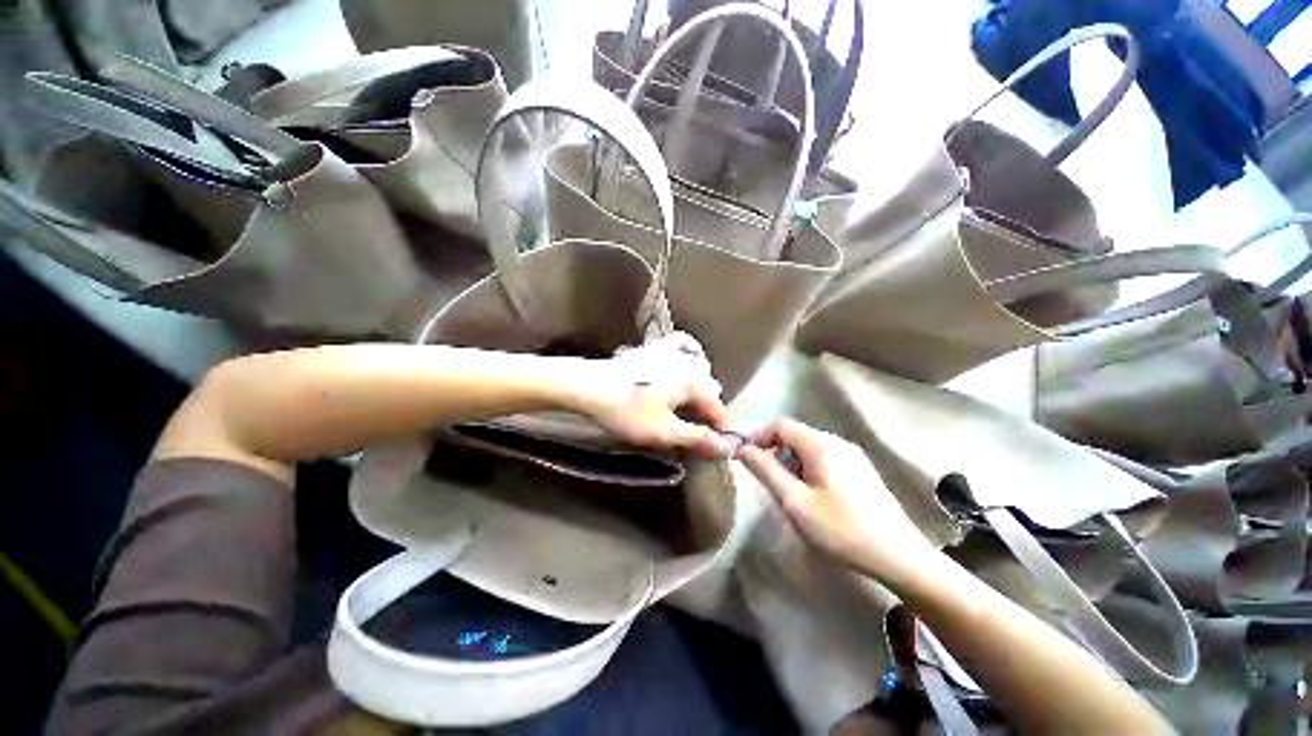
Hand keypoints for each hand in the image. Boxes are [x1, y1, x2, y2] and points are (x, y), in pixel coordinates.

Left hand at [571, 332, 730, 456]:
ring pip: (700, 366)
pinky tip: (685, 360)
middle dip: (710, 408)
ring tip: (692, 401)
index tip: (719, 446)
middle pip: (711, 387)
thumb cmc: (628, 411)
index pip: (717, 408)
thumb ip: (697, 438)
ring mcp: (671, 352)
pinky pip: (682, 344)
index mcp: (694, 384)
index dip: (721, 429)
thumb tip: (725, 446)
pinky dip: (690, 352)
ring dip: (702, 385)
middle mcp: (689, 363)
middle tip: (699, 428)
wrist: (590, 386)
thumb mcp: (664, 432)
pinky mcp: (655, 348)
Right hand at [739, 419, 934, 580]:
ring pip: (809, 448)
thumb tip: (743, 449)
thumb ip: (766, 471)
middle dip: (775, 452)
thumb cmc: (841, 530)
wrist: (900, 558)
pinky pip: (825, 459)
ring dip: (791, 462)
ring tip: (789, 493)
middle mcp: (838, 443)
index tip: (745, 457)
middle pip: (795, 435)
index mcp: (822, 446)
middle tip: (768, 481)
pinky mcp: (861, 471)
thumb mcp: (795, 502)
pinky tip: (813, 497)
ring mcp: (853, 456)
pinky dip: (808, 469)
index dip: (758, 436)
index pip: (780, 425)